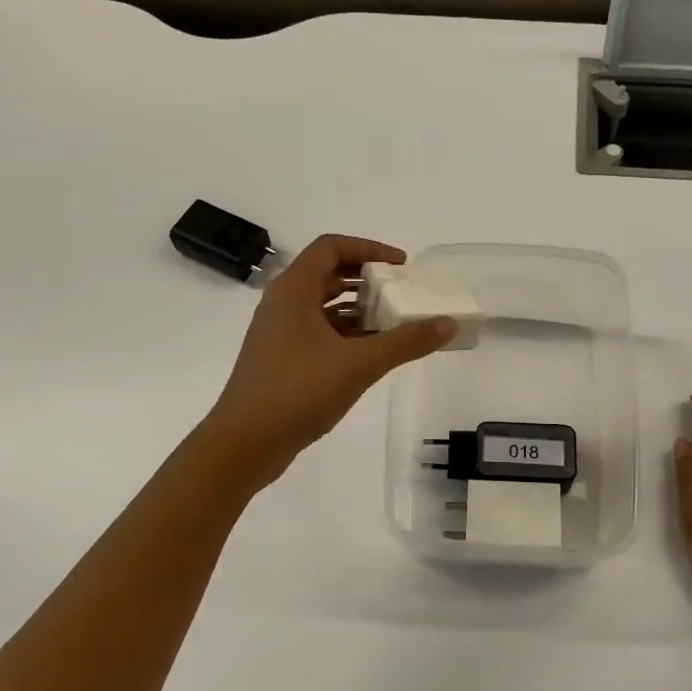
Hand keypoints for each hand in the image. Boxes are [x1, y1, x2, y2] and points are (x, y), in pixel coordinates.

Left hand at [200, 234, 454, 488]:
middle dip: (367, 280)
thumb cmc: (298, 392)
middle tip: (403, 293)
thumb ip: (405, 342)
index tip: (402, 266)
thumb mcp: (359, 364)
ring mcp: (280, 333)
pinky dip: (346, 334)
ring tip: (395, 323)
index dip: (369, 249)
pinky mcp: (282, 360)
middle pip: (328, 274)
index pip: (331, 247)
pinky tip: (372, 353)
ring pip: (324, 307)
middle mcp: (283, 304)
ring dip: (359, 309)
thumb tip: (447, 324)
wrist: (245, 443)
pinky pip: (319, 333)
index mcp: (294, 290)